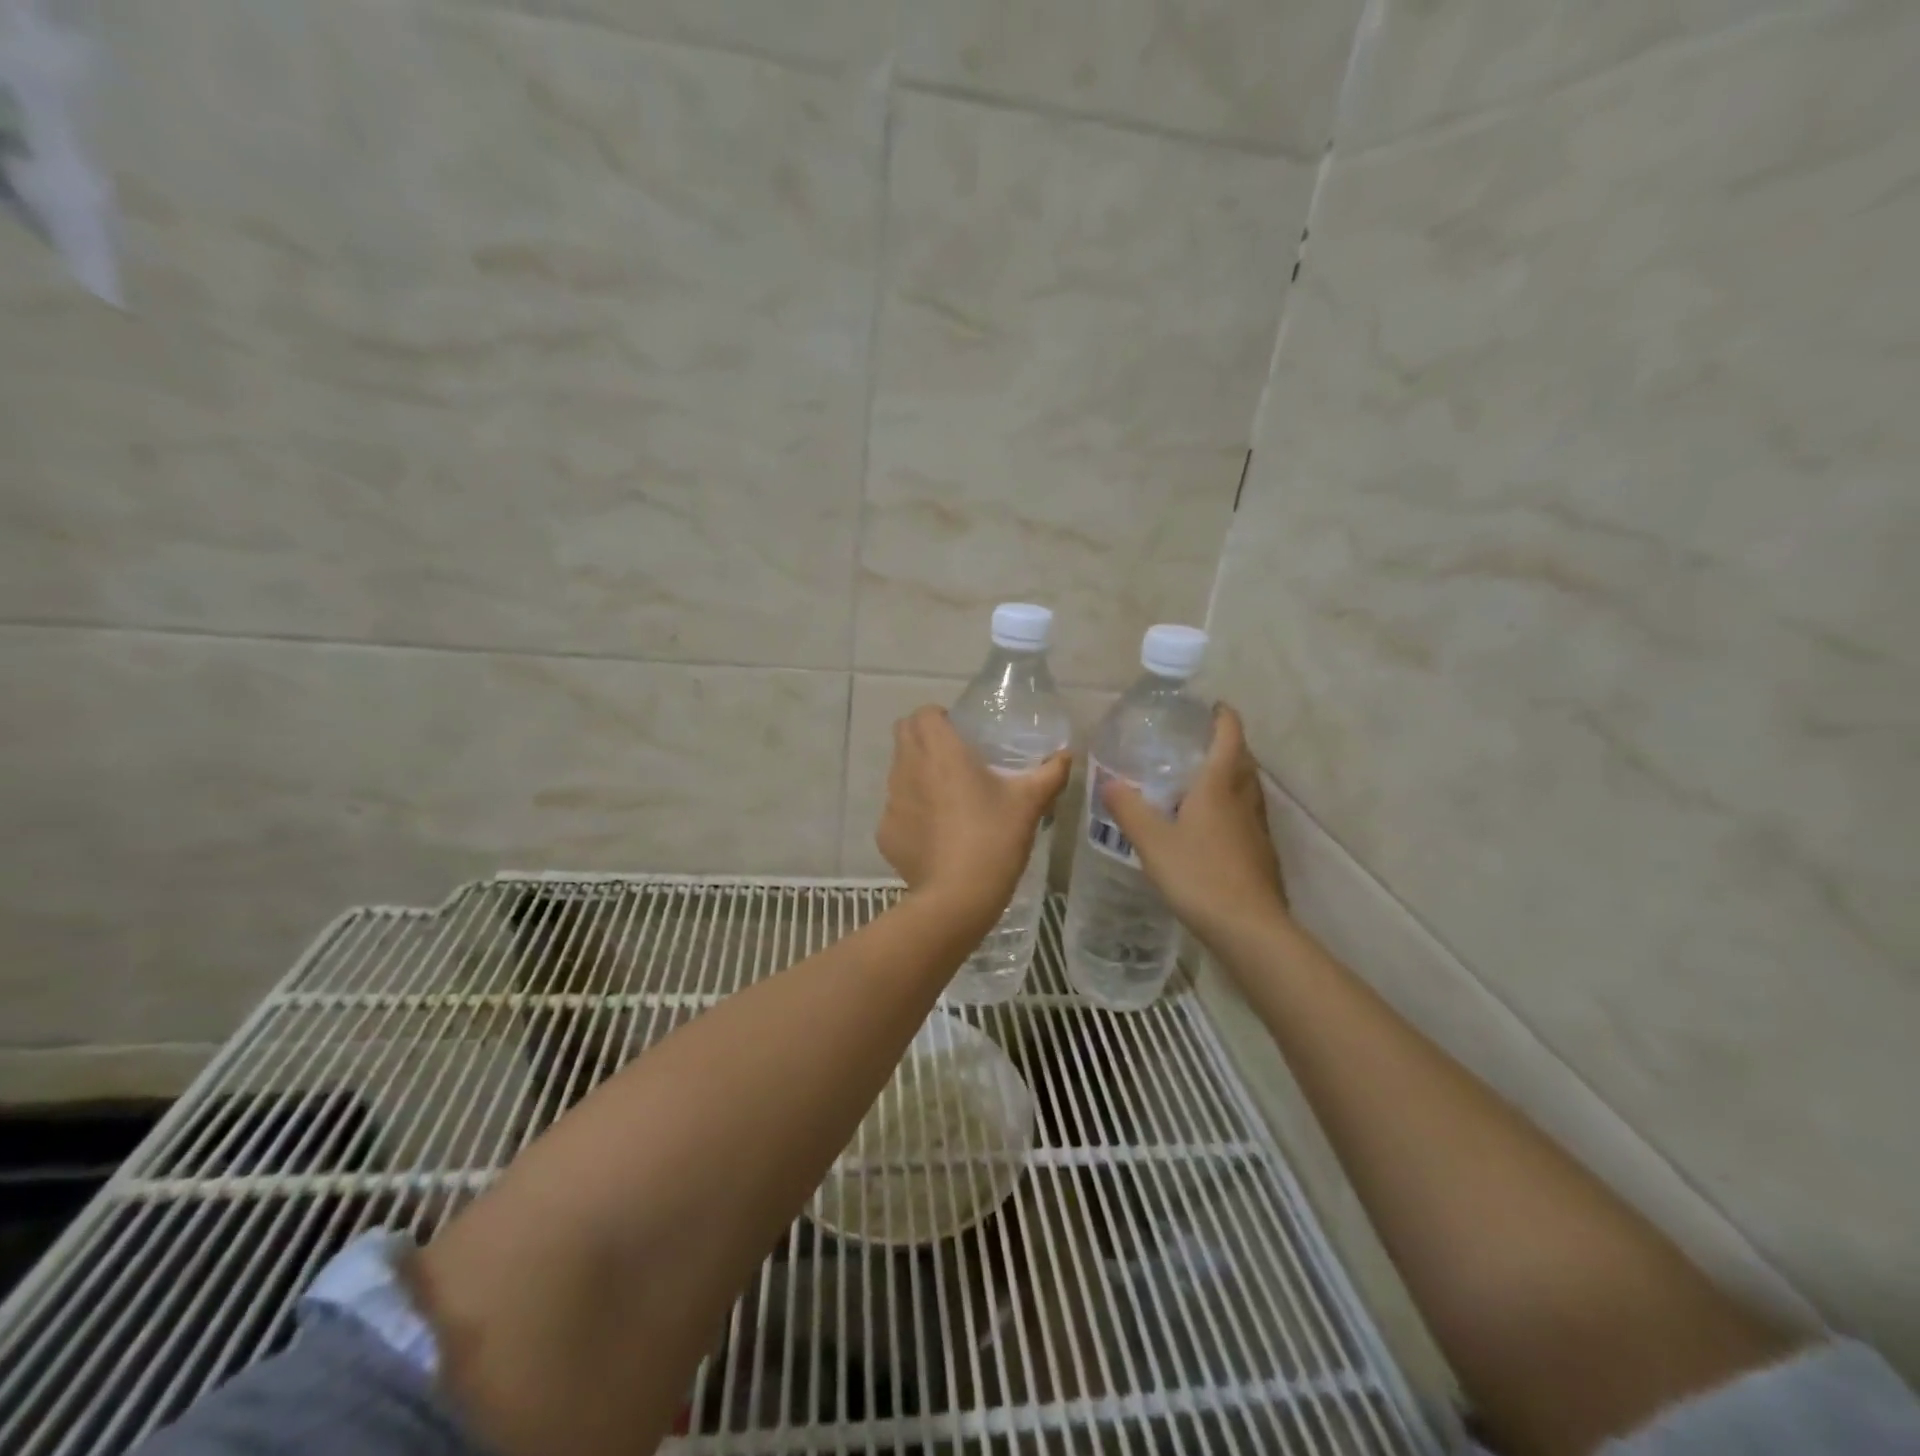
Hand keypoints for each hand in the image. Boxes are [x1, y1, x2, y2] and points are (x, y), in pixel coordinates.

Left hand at [877, 706, 1070, 923]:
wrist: (957, 898)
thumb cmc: (994, 839)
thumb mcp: (1029, 803)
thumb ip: (1050, 773)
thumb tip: (1065, 755)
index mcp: (940, 751)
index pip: (923, 713)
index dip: (939, 717)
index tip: (961, 734)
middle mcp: (907, 768)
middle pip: (903, 734)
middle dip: (923, 738)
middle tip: (954, 759)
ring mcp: (891, 802)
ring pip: (898, 771)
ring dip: (917, 774)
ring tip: (948, 799)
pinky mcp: (885, 832)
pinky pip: (897, 810)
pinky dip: (913, 813)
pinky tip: (937, 835)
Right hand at [1100, 704, 1289, 946]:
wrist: (1249, 928)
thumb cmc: (1199, 875)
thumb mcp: (1152, 841)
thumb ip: (1129, 809)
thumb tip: (1108, 782)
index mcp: (1219, 787)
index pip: (1229, 737)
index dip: (1223, 717)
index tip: (1211, 706)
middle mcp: (1244, 800)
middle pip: (1243, 761)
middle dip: (1227, 745)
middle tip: (1198, 743)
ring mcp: (1257, 828)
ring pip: (1248, 789)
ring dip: (1232, 776)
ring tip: (1203, 781)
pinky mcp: (1261, 854)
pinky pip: (1247, 816)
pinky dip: (1233, 808)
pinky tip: (1212, 828)